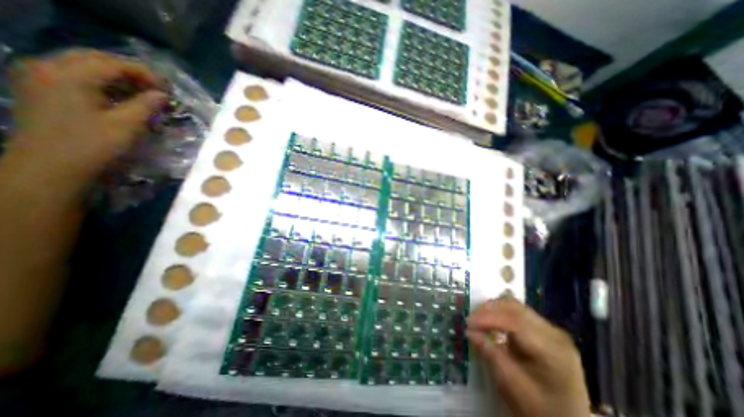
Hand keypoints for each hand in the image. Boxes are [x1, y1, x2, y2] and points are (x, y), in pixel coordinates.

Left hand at [8, 47, 165, 181]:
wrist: (49, 167)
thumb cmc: (92, 146)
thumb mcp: (126, 126)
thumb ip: (146, 106)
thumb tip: (162, 95)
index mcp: (68, 74)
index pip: (113, 63)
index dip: (145, 73)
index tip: (168, 88)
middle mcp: (47, 66)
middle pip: (96, 58)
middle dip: (131, 71)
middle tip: (157, 88)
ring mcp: (39, 76)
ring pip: (85, 65)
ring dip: (117, 76)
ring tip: (143, 93)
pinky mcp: (40, 88)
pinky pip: (75, 75)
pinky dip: (102, 82)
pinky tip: (120, 96)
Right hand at [467, 296, 589, 416]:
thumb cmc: (540, 409)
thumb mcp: (512, 384)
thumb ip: (490, 354)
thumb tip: (469, 331)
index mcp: (553, 350)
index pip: (515, 322)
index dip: (488, 319)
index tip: (467, 323)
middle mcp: (554, 334)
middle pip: (515, 308)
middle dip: (488, 310)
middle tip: (470, 319)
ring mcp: (551, 330)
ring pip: (515, 306)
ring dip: (493, 309)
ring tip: (477, 319)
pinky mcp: (544, 330)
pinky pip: (518, 313)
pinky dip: (501, 313)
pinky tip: (490, 321)